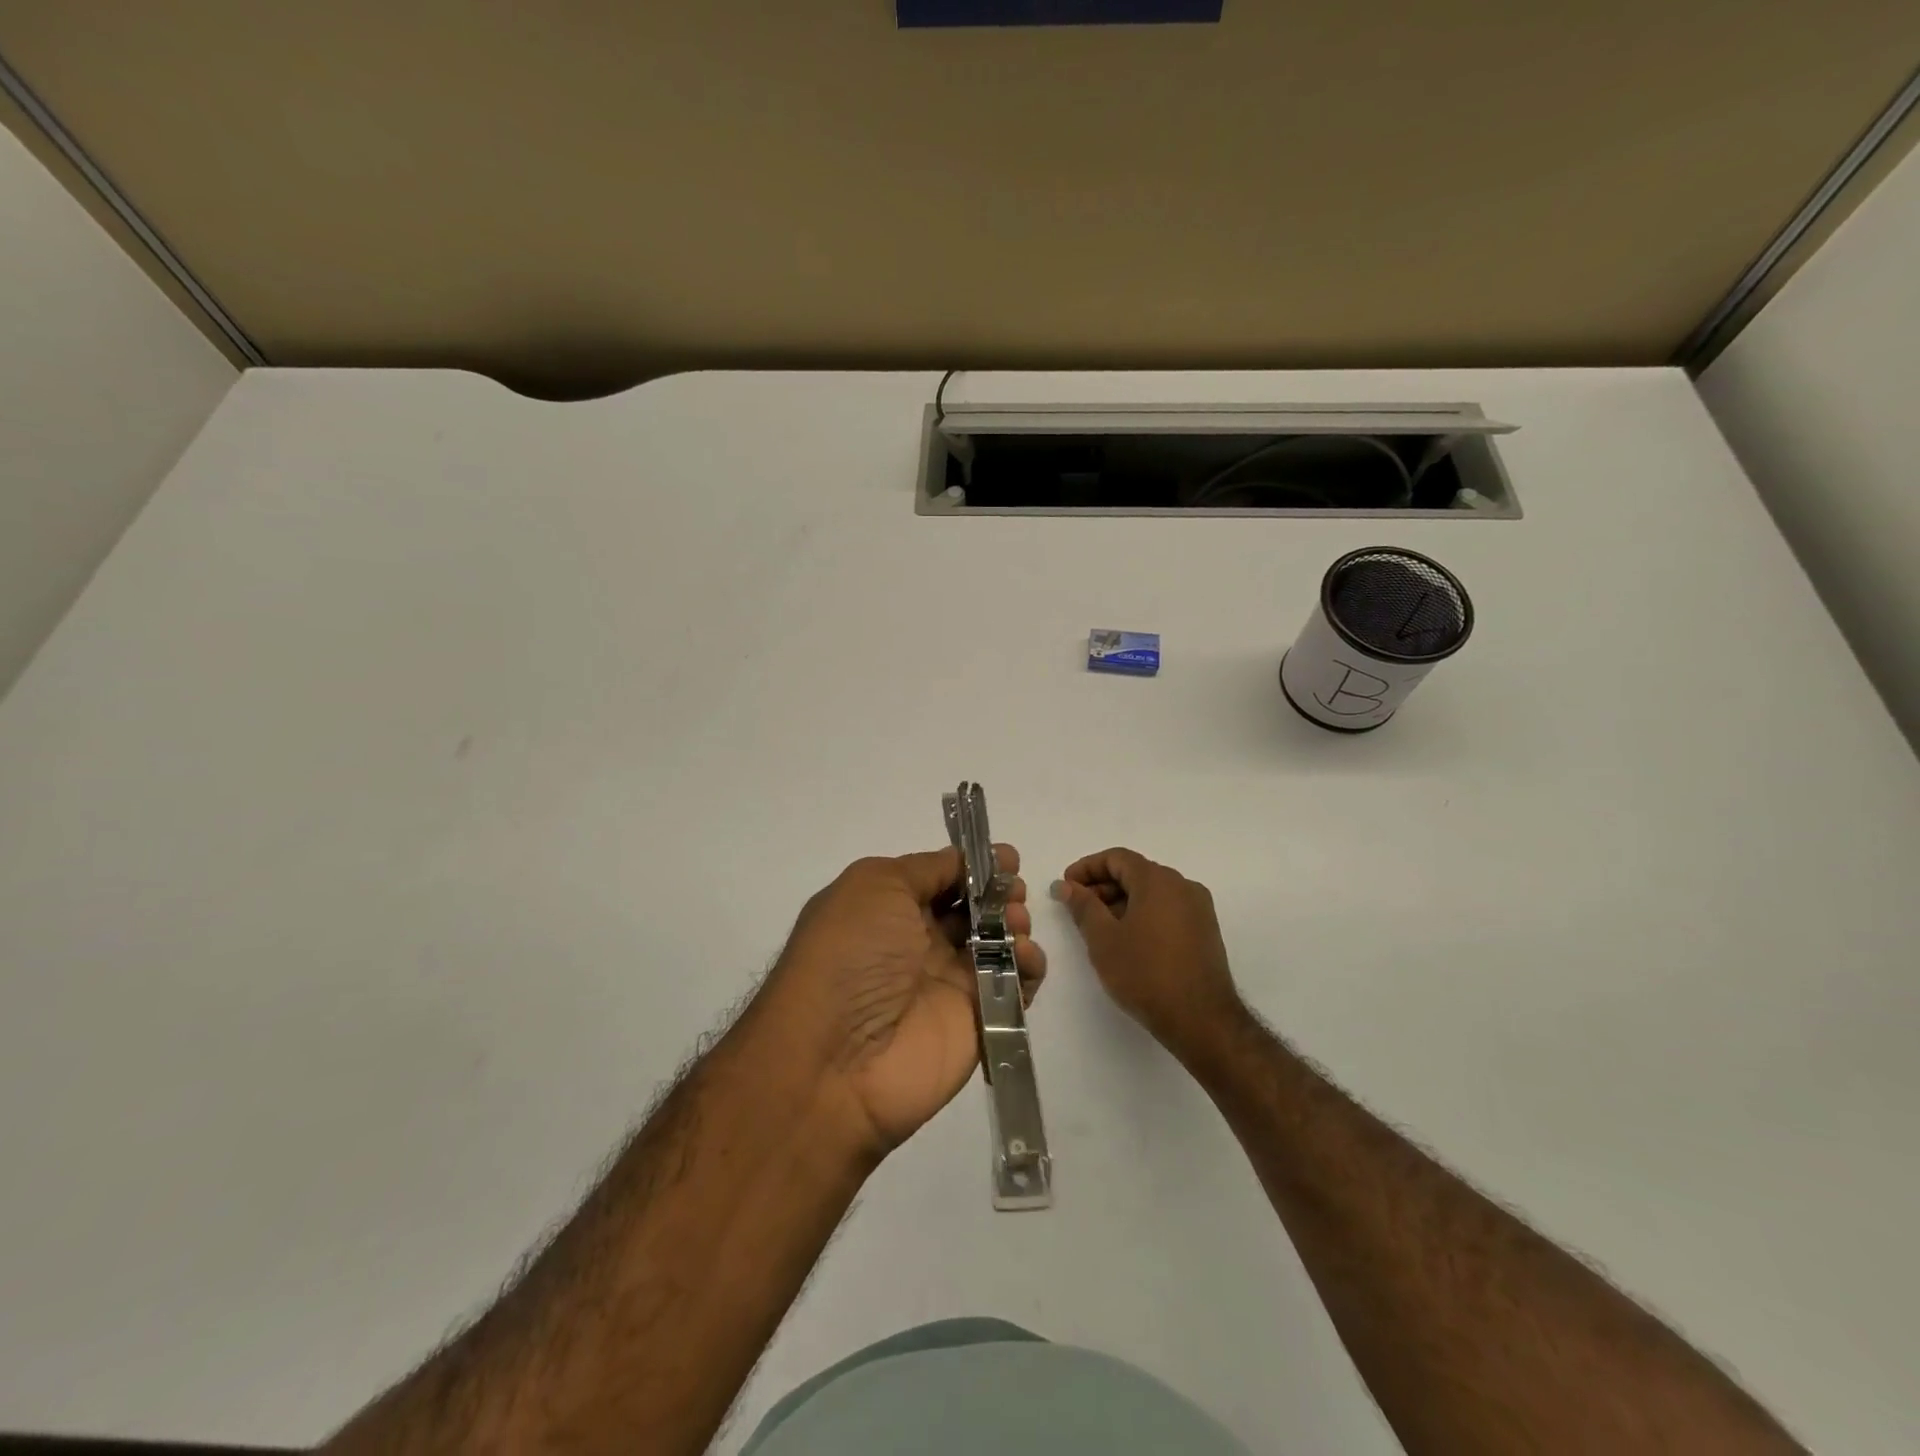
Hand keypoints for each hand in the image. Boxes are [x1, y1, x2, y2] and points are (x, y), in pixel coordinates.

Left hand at [765, 846, 1045, 1154]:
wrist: (838, 1057)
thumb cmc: (851, 954)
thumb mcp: (875, 885)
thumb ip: (924, 868)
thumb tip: (961, 864)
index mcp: (888, 908)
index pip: (941, 878)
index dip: (973, 866)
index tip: (1005, 857)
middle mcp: (918, 943)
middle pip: (973, 909)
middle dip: (1000, 892)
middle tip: (1014, 890)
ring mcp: (949, 983)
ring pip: (998, 943)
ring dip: (1015, 923)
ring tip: (1016, 922)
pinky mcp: (978, 1020)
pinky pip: (1015, 986)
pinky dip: (1030, 966)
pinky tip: (1026, 957)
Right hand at [1052, 848, 1242, 1060]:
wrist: (1201, 1020)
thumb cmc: (1145, 974)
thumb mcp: (1103, 939)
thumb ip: (1082, 906)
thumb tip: (1065, 885)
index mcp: (1158, 880)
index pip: (1117, 858)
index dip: (1087, 868)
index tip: (1066, 887)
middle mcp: (1182, 885)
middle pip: (1135, 872)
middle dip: (1102, 885)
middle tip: (1077, 909)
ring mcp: (1198, 908)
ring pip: (1152, 892)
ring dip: (1122, 901)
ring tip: (1099, 928)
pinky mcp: (1205, 930)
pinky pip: (1167, 909)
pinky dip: (1143, 914)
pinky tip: (1127, 940)